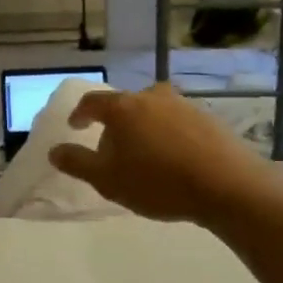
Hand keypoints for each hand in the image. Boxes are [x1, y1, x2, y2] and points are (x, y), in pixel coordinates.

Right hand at [49, 85, 282, 225]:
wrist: (228, 186)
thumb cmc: (158, 182)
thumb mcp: (108, 180)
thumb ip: (77, 163)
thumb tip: (54, 150)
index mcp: (123, 108)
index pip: (92, 103)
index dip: (80, 114)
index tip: (75, 127)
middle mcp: (152, 97)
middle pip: (125, 106)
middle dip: (115, 125)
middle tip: (113, 151)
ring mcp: (183, 105)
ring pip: (153, 112)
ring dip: (144, 129)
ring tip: (146, 157)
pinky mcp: (209, 119)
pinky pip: (178, 123)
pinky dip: (169, 136)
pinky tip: (175, 160)